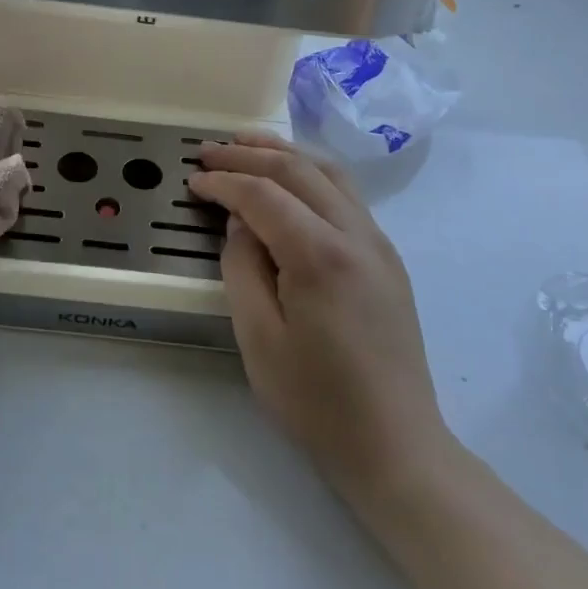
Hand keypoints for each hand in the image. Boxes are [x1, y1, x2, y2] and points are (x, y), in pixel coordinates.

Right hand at [190, 133, 452, 503]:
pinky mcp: (387, 258)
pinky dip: (310, 174)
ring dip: (284, 153)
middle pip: (298, 170)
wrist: (396, 445)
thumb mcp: (258, 338)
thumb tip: (239, 223)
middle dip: (249, 153)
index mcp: (321, 255)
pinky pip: (346, 195)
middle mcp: (356, 234)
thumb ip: (242, 268)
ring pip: (329, 173)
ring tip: (245, 144)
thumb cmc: (316, 401)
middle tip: (208, 150)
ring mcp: (378, 244)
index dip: (223, 182)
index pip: (263, 195)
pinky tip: (289, 181)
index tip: (191, 180)